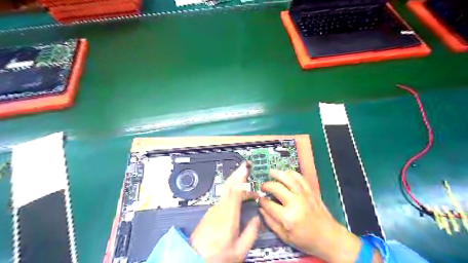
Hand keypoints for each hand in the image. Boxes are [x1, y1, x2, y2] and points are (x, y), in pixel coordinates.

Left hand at [191, 162, 262, 262]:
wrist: (193, 259)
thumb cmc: (217, 257)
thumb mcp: (239, 250)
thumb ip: (251, 233)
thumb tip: (257, 219)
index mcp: (228, 216)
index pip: (235, 191)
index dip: (241, 178)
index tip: (245, 168)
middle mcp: (219, 209)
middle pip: (228, 186)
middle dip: (237, 174)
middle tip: (245, 166)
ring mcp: (213, 210)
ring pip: (226, 192)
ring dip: (236, 184)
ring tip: (246, 182)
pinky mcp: (210, 213)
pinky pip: (223, 198)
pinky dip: (231, 192)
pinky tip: (236, 194)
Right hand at [258, 171, 362, 262]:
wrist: (329, 238)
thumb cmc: (306, 240)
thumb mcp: (285, 237)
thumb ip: (270, 222)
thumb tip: (261, 208)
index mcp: (288, 217)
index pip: (269, 204)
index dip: (261, 201)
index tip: (259, 199)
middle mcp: (295, 203)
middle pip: (277, 188)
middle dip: (266, 185)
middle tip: (263, 187)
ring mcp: (304, 195)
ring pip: (289, 179)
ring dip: (278, 173)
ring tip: (270, 172)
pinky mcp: (311, 192)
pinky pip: (300, 178)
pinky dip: (292, 173)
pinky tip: (285, 173)